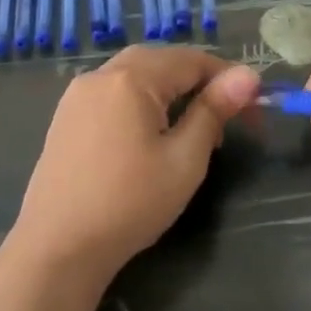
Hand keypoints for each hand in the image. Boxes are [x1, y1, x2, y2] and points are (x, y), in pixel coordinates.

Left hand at [7, 46, 259, 287]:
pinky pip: (114, 92)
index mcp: (131, 78)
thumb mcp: (184, 159)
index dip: (228, 79)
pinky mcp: (66, 117)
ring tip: (193, 129)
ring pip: (137, 74)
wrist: (56, 250)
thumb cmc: (129, 204)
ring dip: (170, 90)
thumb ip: (214, 111)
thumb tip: (248, 75)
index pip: (192, 60)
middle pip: (162, 61)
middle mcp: (101, 75)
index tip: (254, 107)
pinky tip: (151, 134)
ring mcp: (78, 95)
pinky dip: (142, 100)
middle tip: (225, 118)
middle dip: (199, 81)